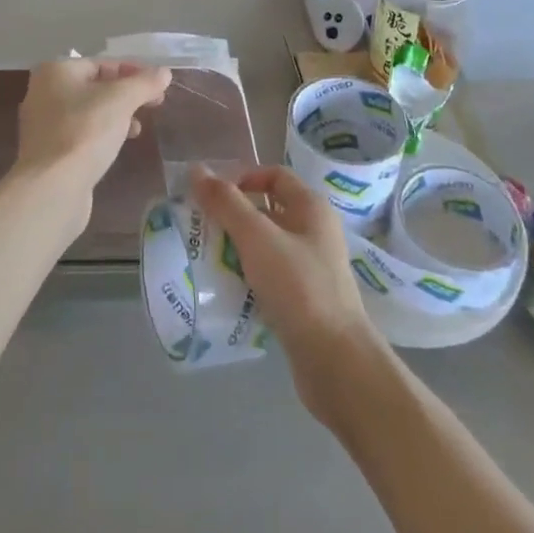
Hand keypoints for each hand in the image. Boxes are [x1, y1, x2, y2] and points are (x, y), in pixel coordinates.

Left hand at [13, 59, 171, 218]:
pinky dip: (102, 134)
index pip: (103, 63)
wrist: (51, 189)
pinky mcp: (49, 152)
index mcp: (56, 71)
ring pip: (89, 111)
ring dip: (117, 115)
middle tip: (155, 104)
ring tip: (138, 129)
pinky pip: (81, 133)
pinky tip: (118, 146)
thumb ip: (144, 83)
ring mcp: (44, 124)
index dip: (134, 71)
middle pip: (96, 86)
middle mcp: (44, 92)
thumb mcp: (121, 100)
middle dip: (127, 94)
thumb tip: (163, 72)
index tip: (159, 85)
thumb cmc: (85, 132)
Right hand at [192, 165, 383, 421]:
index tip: (213, 198)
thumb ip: (226, 203)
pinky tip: (228, 290)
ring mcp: (312, 268)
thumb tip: (197, 170)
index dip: (243, 179)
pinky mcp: (306, 301)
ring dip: (239, 249)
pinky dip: (249, 277)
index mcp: (311, 207)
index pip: (274, 176)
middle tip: (202, 229)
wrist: (336, 362)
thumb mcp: (257, 238)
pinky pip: (271, 277)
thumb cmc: (298, 287)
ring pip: (268, 246)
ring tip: (208, 260)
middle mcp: (315, 232)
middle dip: (234, 217)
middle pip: (269, 211)